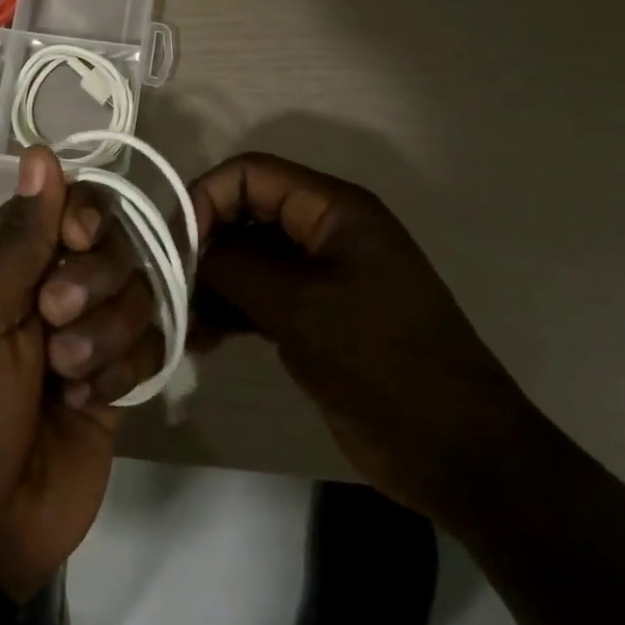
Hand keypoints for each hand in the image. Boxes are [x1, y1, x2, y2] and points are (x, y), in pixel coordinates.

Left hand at [0, 147, 153, 601]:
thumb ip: (16, 239)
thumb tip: (40, 152)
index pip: (59, 205)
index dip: (79, 214)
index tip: (78, 239)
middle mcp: (46, 288)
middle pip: (107, 243)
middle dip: (91, 280)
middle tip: (54, 322)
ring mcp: (86, 332)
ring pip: (135, 290)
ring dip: (105, 332)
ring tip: (66, 376)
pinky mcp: (119, 376)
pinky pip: (151, 342)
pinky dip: (123, 368)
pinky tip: (89, 401)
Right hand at [190, 153, 533, 517]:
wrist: (454, 450)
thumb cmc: (382, 363)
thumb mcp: (302, 308)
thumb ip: (237, 267)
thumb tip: (189, 247)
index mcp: (334, 210)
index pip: (252, 174)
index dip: (206, 198)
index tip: (175, 247)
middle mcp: (324, 232)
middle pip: (245, 214)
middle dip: (204, 246)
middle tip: (171, 290)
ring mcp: (318, 276)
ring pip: (247, 259)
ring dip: (210, 284)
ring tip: (184, 325)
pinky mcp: (313, 316)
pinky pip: (257, 296)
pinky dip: (228, 311)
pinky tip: (202, 342)